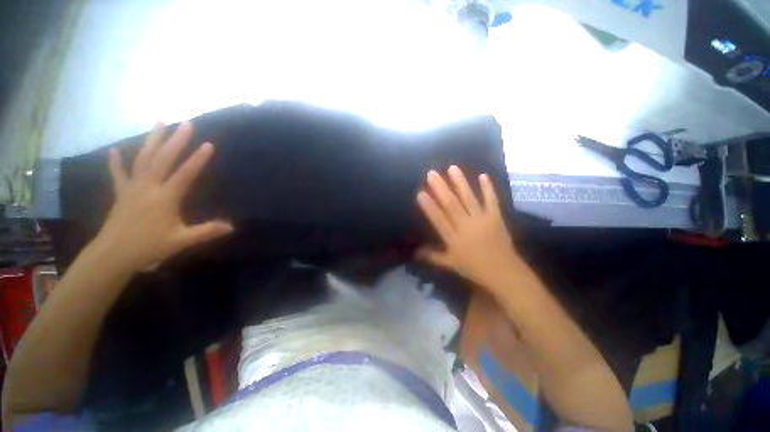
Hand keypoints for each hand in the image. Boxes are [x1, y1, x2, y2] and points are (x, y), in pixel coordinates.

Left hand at [96, 121, 233, 271]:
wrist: (112, 255)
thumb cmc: (148, 247)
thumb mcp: (181, 241)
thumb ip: (206, 232)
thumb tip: (232, 227)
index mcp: (165, 197)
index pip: (185, 174)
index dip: (198, 159)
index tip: (208, 144)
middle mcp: (148, 187)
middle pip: (163, 159)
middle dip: (176, 140)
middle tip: (186, 123)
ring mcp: (132, 187)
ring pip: (143, 159)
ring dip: (152, 140)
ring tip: (159, 123)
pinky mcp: (121, 193)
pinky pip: (119, 174)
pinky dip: (116, 161)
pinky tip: (115, 150)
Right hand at [416, 166, 522, 293]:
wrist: (504, 272)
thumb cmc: (475, 269)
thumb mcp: (451, 264)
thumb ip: (433, 256)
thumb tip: (416, 253)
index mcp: (454, 238)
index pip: (439, 219)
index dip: (429, 206)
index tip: (421, 193)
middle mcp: (466, 226)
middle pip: (451, 204)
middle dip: (440, 188)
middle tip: (432, 174)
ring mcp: (482, 220)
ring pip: (469, 198)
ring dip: (460, 183)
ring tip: (452, 168)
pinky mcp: (495, 217)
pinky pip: (491, 201)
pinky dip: (487, 188)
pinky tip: (483, 176)